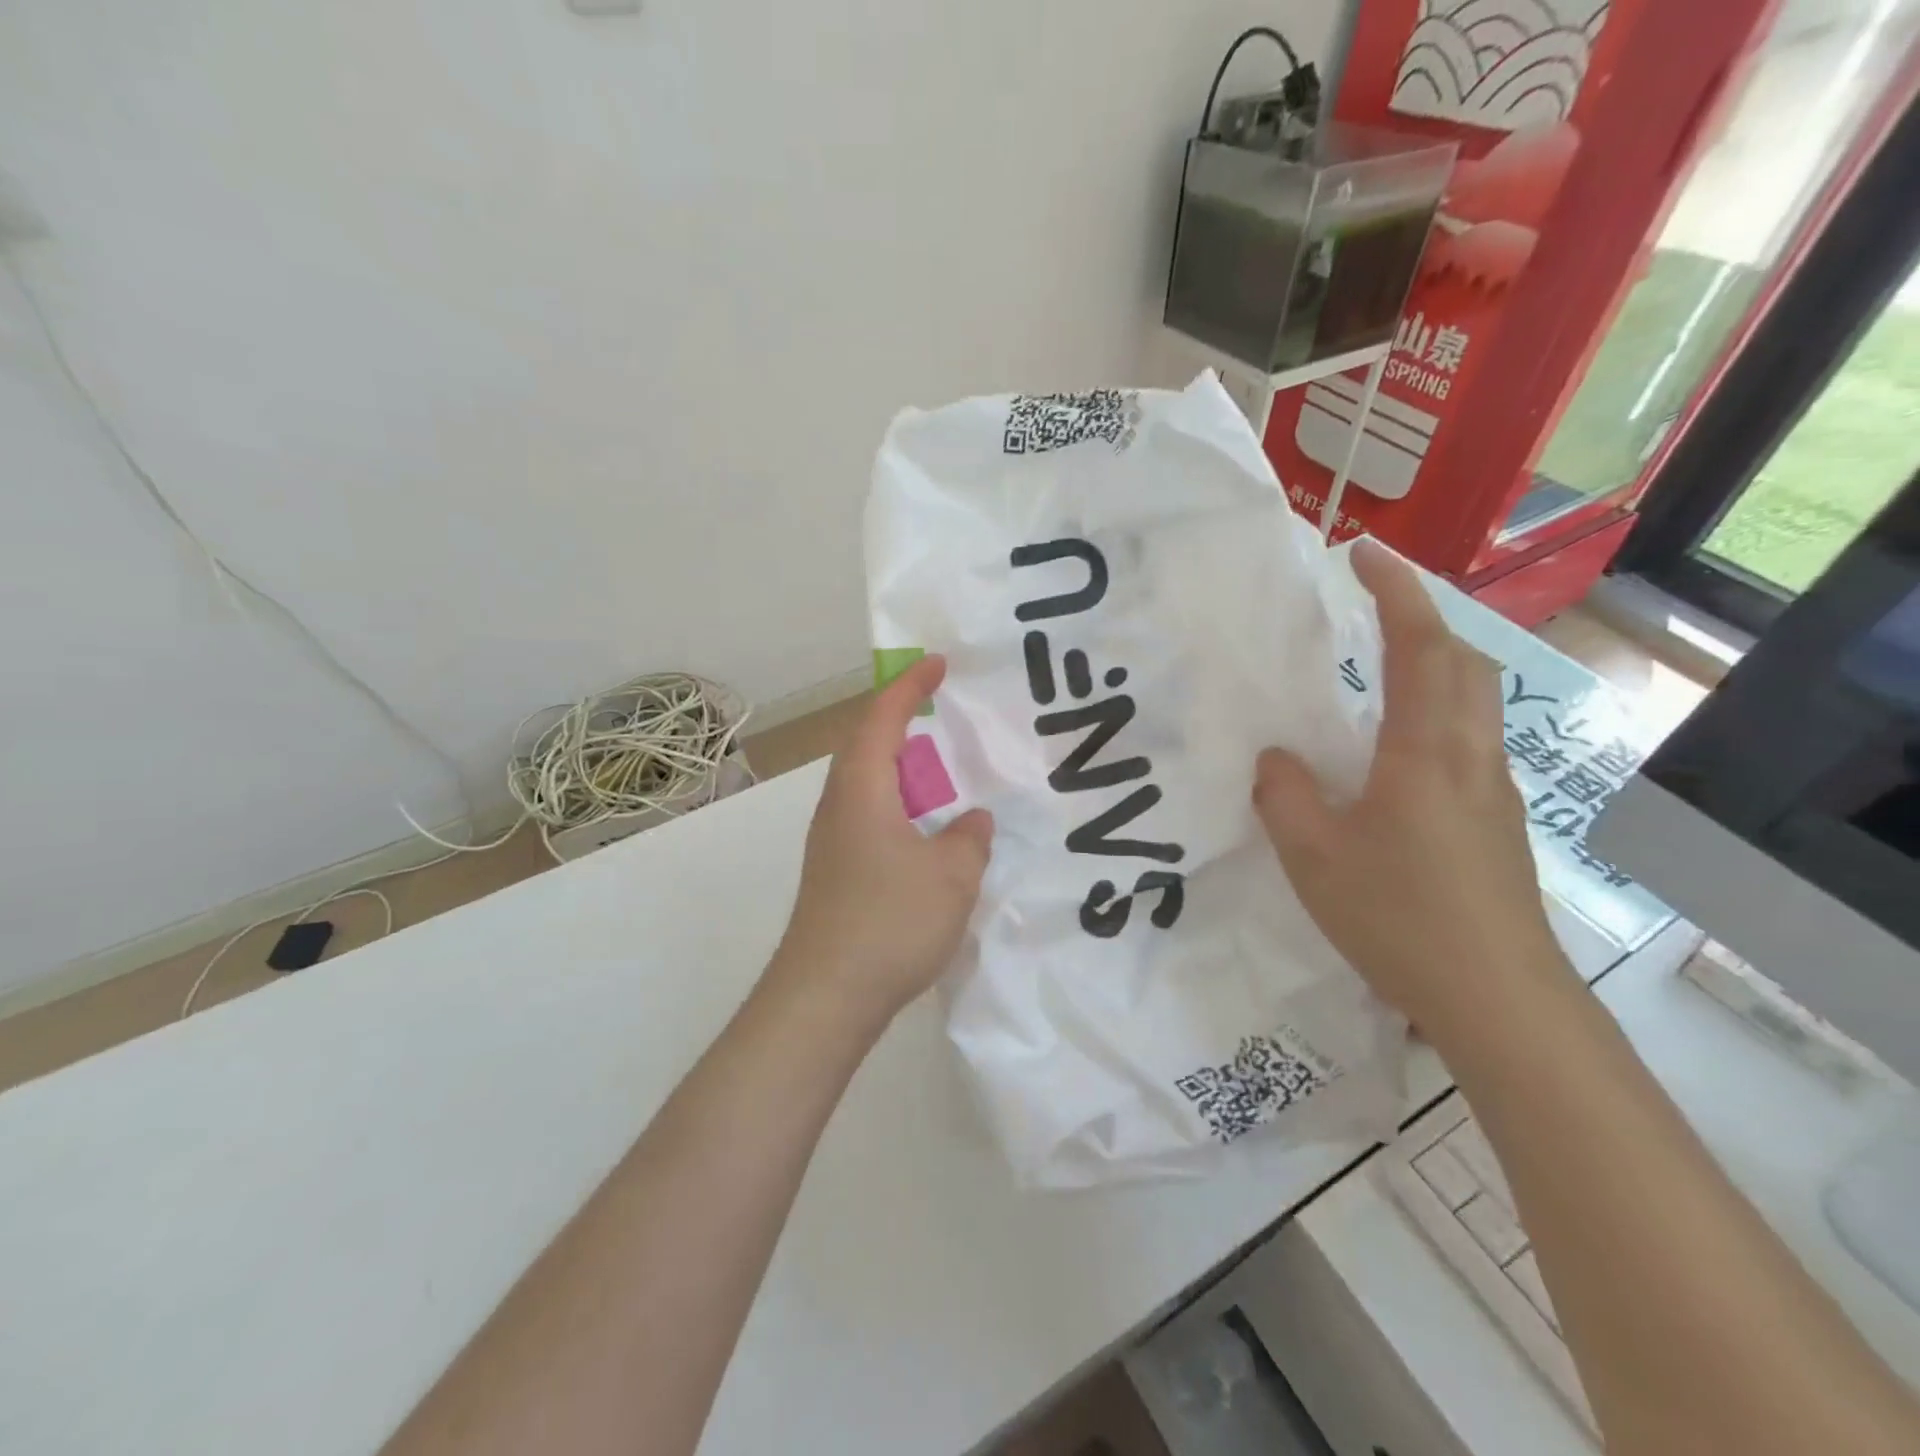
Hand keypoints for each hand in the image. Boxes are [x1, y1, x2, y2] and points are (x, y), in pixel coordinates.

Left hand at [772, 654, 993, 1024]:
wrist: (825, 995)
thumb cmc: (889, 921)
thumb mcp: (951, 875)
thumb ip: (969, 837)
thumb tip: (970, 820)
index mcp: (862, 790)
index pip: (883, 719)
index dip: (910, 687)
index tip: (937, 664)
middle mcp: (839, 806)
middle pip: (866, 746)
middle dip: (902, 722)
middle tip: (941, 714)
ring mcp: (832, 841)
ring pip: (867, 785)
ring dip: (901, 769)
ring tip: (940, 772)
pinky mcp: (836, 872)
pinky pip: (870, 816)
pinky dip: (899, 806)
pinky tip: (926, 832)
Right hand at [1253, 539, 1571, 1044]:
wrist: (1499, 1000)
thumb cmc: (1400, 918)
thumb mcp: (1314, 856)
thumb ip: (1285, 796)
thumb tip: (1276, 758)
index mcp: (1426, 752)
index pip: (1421, 647)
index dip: (1395, 591)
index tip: (1364, 552)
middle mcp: (1470, 757)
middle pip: (1464, 663)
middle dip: (1422, 620)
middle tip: (1372, 608)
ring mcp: (1492, 791)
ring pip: (1474, 701)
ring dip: (1433, 664)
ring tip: (1380, 668)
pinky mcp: (1497, 824)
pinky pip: (1467, 741)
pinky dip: (1435, 712)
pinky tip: (1393, 752)